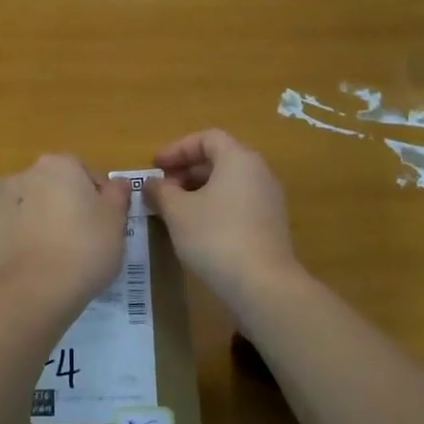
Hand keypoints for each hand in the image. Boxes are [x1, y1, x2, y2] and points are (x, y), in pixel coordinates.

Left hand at [0, 155, 130, 309]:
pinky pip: (8, 235)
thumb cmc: (84, 249)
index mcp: (59, 165)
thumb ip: (118, 196)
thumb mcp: (116, 222)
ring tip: (57, 260)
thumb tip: (118, 183)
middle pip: (54, 189)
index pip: (86, 173)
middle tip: (84, 242)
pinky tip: (32, 270)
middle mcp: (25, 176)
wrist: (32, 291)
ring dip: (41, 225)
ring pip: (29, 211)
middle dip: (67, 208)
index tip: (107, 224)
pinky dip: (18, 246)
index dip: (100, 198)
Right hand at [150, 130, 298, 304]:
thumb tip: (152, 184)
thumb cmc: (215, 236)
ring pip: (228, 183)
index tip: (155, 167)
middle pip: (219, 160)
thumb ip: (161, 192)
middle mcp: (259, 172)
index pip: (206, 138)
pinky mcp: (271, 225)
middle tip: (162, 189)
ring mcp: (269, 200)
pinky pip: (238, 203)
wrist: (262, 285)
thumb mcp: (177, 212)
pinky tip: (197, 230)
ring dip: (199, 191)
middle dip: (186, 171)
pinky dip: (215, 207)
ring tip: (175, 211)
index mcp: (239, 159)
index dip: (177, 149)